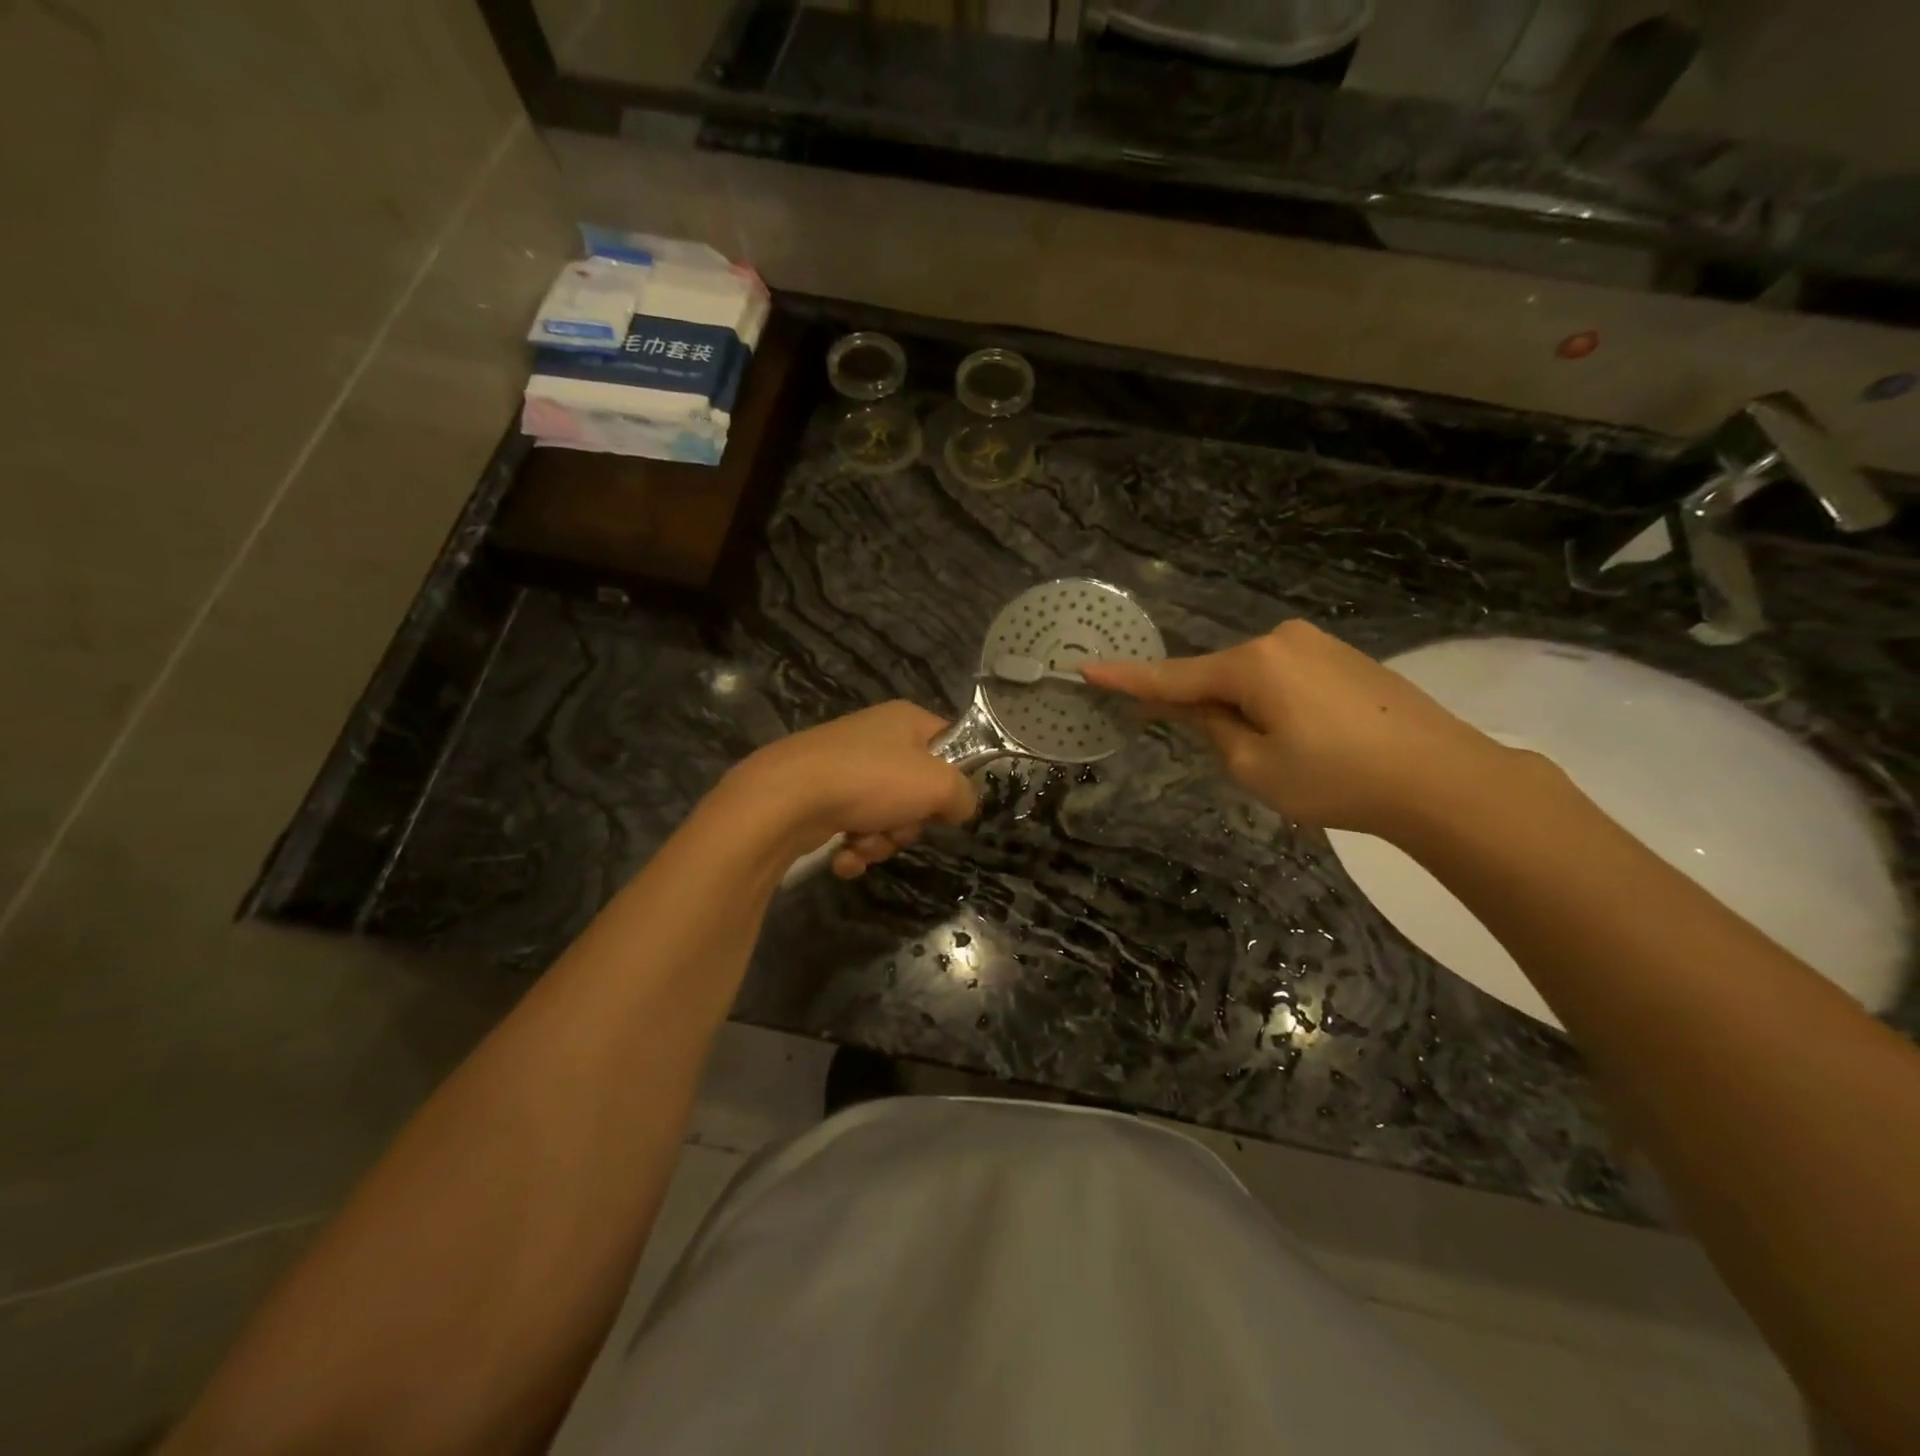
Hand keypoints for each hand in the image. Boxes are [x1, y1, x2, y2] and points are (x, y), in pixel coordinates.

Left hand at [726, 702, 976, 877]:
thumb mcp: (937, 784)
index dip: (955, 777)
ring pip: (885, 817)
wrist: (786, 798)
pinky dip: (853, 849)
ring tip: (863, 842)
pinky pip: (854, 829)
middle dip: (910, 823)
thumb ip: (963, 796)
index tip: (950, 805)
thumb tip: (960, 808)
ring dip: (881, 841)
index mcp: (906, 721)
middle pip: (917, 790)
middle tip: (899, 827)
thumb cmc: (870, 780)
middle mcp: (876, 739)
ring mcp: (845, 769)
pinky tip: (843, 856)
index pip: (951, 744)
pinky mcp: (820, 798)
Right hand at [1081, 621, 1516, 837]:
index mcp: (1253, 663)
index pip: (1174, 676)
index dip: (1128, 680)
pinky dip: (1276, 705)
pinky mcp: (1345, 657)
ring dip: (1247, 711)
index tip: (1087, 670)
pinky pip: (1286, 678)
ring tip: (1286, 758)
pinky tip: (1309, 740)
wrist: (1442, 779)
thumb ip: (1212, 731)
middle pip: (1218, 676)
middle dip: (1210, 710)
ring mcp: (1318, 644)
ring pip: (1254, 679)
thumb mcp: (1255, 767)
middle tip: (1235, 757)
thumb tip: (1196, 709)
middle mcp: (1281, 639)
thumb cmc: (1337, 778)